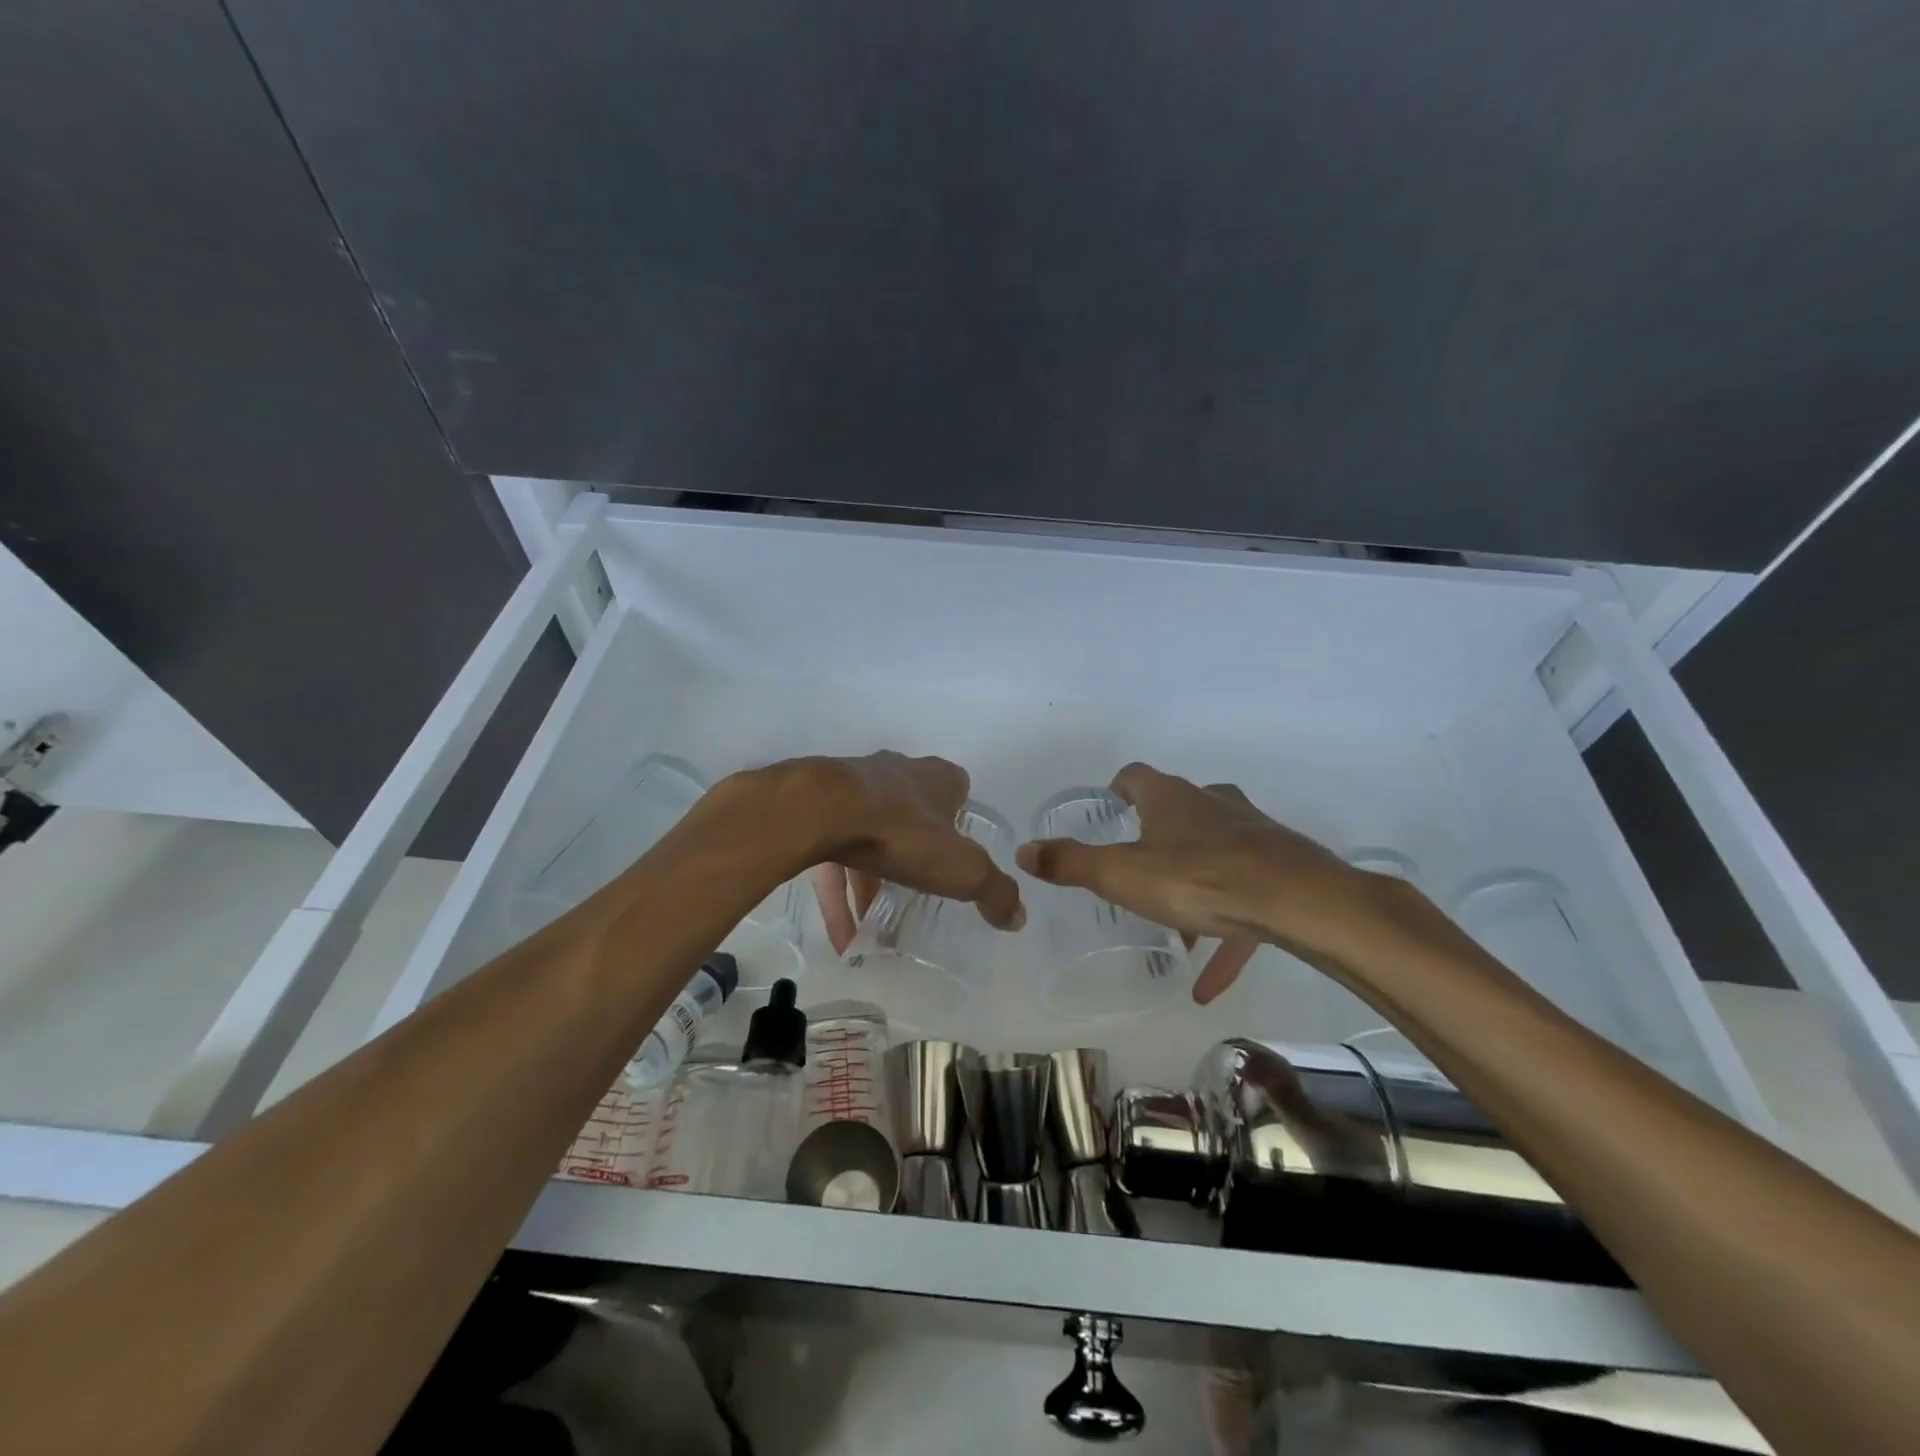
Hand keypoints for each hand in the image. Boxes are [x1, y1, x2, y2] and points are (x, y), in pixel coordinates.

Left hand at [746, 752, 1024, 952]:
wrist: (821, 809)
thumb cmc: (903, 832)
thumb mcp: (963, 869)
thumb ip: (994, 892)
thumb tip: (1019, 918)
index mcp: (936, 778)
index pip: (956, 789)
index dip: (959, 820)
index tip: (957, 853)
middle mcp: (897, 773)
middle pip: (911, 813)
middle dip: (914, 852)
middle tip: (916, 894)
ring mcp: (853, 786)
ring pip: (868, 837)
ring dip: (871, 885)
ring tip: (871, 933)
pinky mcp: (817, 808)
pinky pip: (832, 856)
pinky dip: (839, 895)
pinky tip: (841, 937)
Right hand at [1016, 762, 1393, 1002]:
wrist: (1300, 902)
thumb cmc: (1197, 879)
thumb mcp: (1121, 875)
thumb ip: (1071, 863)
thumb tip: (1024, 850)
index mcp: (1171, 798)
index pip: (1136, 777)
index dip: (1117, 789)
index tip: (1108, 807)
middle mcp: (1211, 804)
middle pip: (1178, 811)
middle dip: (1157, 837)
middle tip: (1137, 869)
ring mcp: (1251, 833)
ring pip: (1213, 856)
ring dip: (1191, 887)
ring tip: (1174, 933)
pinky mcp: (1280, 868)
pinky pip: (1244, 902)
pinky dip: (1224, 934)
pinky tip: (1209, 982)